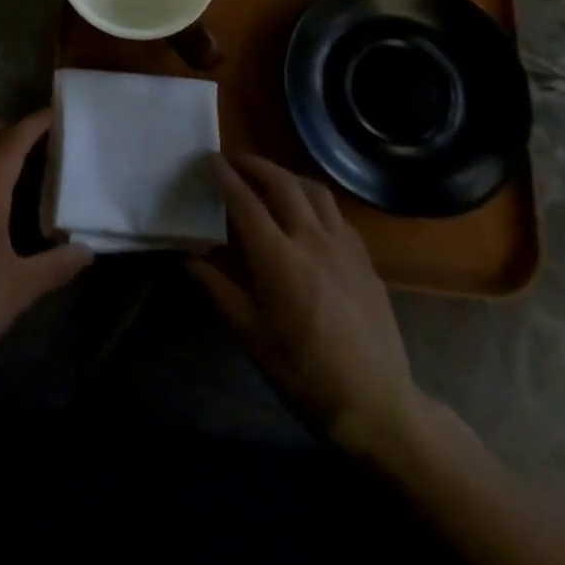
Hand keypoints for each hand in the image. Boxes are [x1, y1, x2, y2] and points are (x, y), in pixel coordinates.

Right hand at [190, 154, 425, 460]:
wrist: (376, 404)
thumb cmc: (303, 372)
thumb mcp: (251, 336)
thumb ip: (219, 290)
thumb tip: (189, 261)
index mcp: (278, 257)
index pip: (245, 203)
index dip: (226, 178)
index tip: (211, 160)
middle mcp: (311, 240)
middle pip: (282, 184)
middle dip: (256, 165)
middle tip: (237, 161)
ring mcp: (343, 247)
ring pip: (315, 191)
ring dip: (288, 177)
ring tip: (273, 180)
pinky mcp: (365, 260)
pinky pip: (337, 215)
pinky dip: (316, 203)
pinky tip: (310, 216)